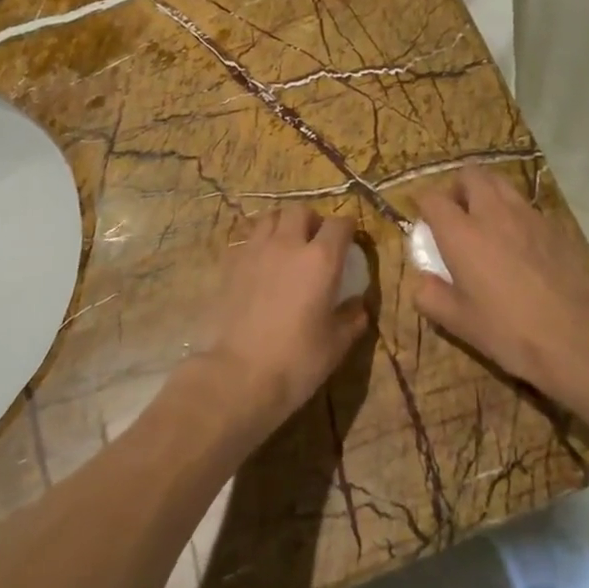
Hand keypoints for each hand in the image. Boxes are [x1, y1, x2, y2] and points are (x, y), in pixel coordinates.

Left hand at [205, 206, 367, 435]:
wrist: (238, 376)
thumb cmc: (296, 361)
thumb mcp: (336, 344)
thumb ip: (352, 319)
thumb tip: (358, 306)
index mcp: (321, 259)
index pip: (339, 225)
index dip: (347, 229)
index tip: (349, 242)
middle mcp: (288, 245)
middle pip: (300, 211)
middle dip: (312, 221)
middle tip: (315, 241)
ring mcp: (254, 252)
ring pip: (269, 219)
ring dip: (282, 226)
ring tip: (286, 247)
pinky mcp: (229, 266)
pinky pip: (247, 241)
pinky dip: (258, 245)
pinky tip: (260, 267)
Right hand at [411, 169, 588, 403]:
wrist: (574, 334)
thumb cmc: (508, 329)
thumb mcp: (458, 322)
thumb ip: (430, 296)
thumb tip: (422, 282)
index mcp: (461, 233)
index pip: (433, 198)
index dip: (423, 203)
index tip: (423, 217)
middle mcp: (492, 213)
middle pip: (470, 175)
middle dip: (457, 187)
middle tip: (456, 213)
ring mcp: (527, 215)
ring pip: (500, 184)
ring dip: (487, 193)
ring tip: (486, 222)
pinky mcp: (553, 225)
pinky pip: (525, 205)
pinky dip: (513, 212)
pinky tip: (517, 241)